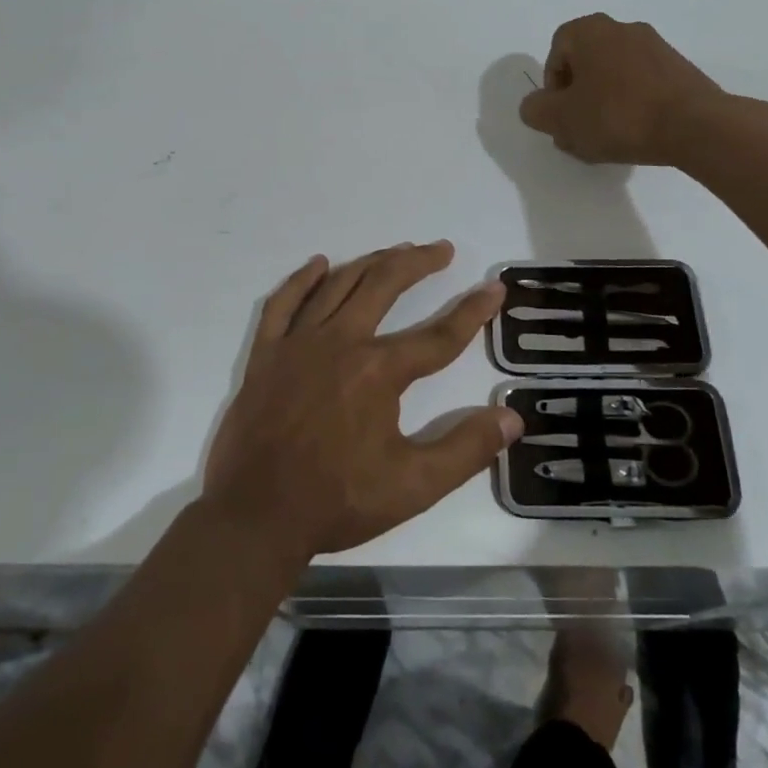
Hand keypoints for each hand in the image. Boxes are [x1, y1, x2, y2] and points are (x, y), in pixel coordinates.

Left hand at [201, 241, 522, 562]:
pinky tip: (320, 264)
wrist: (255, 517)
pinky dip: (303, 279)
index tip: (493, 288)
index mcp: (378, 371)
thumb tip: (511, 418)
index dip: (471, 311)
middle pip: (384, 285)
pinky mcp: (266, 354)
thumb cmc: (337, 501)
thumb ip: (466, 450)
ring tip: (396, 250)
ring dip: (371, 262)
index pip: (438, 335)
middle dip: (418, 263)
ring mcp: (298, 343)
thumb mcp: (413, 487)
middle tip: (442, 249)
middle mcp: (340, 342)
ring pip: (339, 285)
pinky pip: (283, 303)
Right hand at [518, 13, 749, 165]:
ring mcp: (656, 46)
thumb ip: (536, 110)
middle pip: (586, 64)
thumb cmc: (618, 115)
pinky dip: (632, 105)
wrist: (694, 125)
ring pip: (614, 76)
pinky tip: (635, 135)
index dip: (552, 87)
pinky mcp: (679, 68)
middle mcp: (623, 28)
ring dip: (604, 104)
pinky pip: (642, 85)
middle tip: (579, 131)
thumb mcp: (561, 119)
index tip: (561, 115)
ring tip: (607, 139)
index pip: (556, 51)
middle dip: (577, 98)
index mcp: (590, 30)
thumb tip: (537, 106)